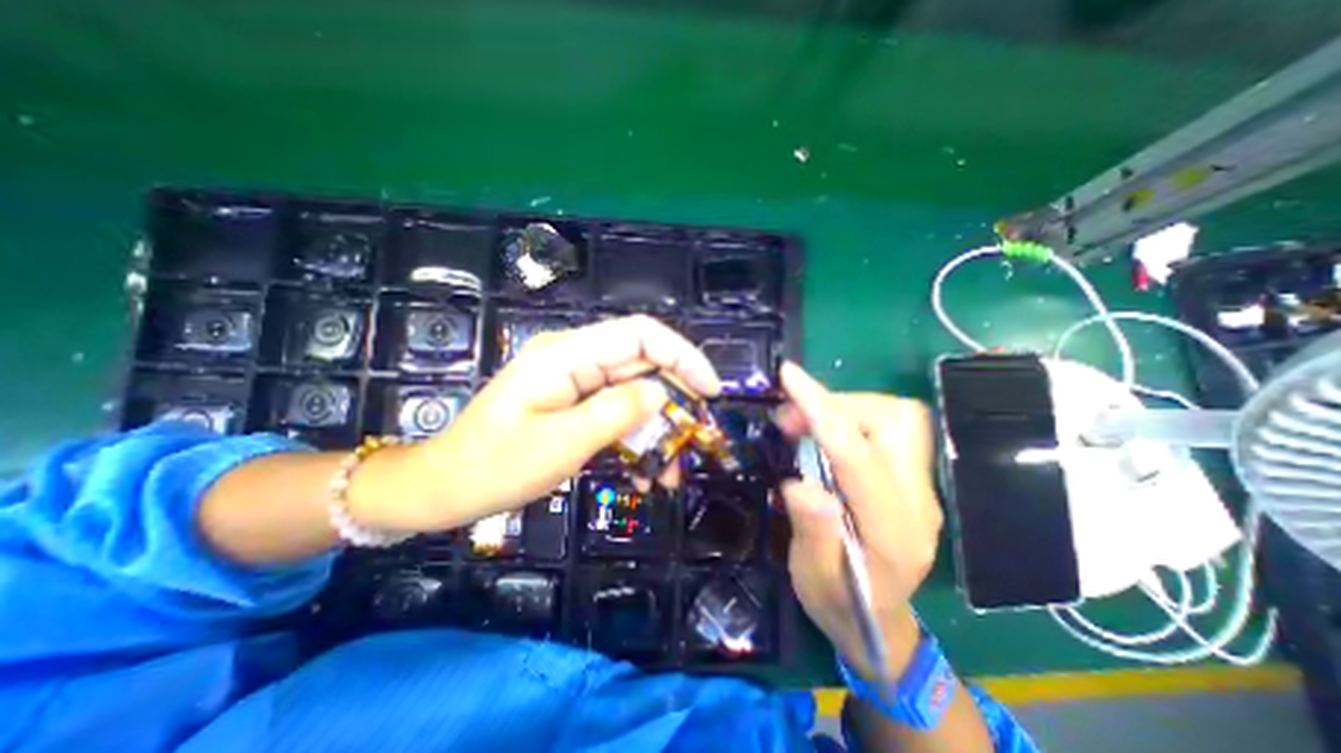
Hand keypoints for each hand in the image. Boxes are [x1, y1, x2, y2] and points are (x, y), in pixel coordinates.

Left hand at [350, 318, 715, 535]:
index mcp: (567, 355)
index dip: (682, 355)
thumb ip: (615, 413)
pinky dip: (636, 435)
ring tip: (670, 469)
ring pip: (634, 390)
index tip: (710, 390)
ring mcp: (574, 380)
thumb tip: (660, 393)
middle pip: (642, 361)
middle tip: (696, 435)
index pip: (640, 334)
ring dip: (657, 426)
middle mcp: (575, 358)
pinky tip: (644, 468)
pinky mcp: (574, 401)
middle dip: (675, 397)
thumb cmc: (495, 466)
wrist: (445, 487)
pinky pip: (617, 409)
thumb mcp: (561, 444)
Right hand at [775, 361, 941, 684]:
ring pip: (896, 416)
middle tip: (789, 417)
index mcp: (893, 533)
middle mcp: (918, 501)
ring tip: (801, 422)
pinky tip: (821, 432)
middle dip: (838, 404)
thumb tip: (799, 484)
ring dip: (844, 407)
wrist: (880, 626)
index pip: (858, 456)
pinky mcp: (912, 478)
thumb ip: (812, 533)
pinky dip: (850, 417)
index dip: (821, 411)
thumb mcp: (814, 579)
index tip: (789, 377)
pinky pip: (887, 427)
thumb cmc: (840, 606)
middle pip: (895, 421)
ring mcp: (921, 487)